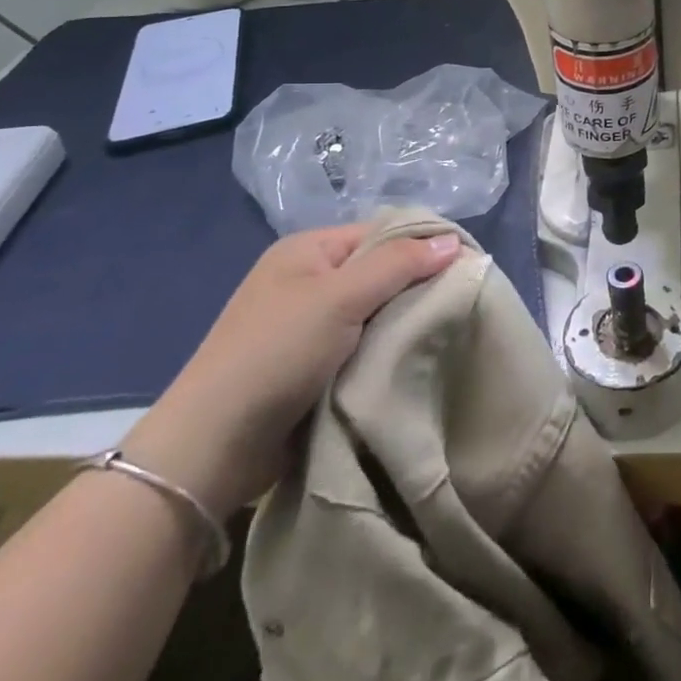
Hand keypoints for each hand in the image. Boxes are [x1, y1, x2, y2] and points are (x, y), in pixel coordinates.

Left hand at [121, 226, 459, 517]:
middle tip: (460, 302)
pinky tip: (411, 356)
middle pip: (381, 269)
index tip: (468, 267)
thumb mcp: (341, 298)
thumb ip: (399, 265)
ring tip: (443, 331)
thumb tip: (453, 242)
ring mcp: (307, 323)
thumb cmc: (276, 354)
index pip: (383, 232)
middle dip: (417, 285)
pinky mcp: (311, 363)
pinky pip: (363, 342)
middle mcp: (307, 279)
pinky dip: (386, 348)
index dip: (424, 245)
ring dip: (403, 321)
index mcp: (308, 249)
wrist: (212, 448)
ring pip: (376, 309)